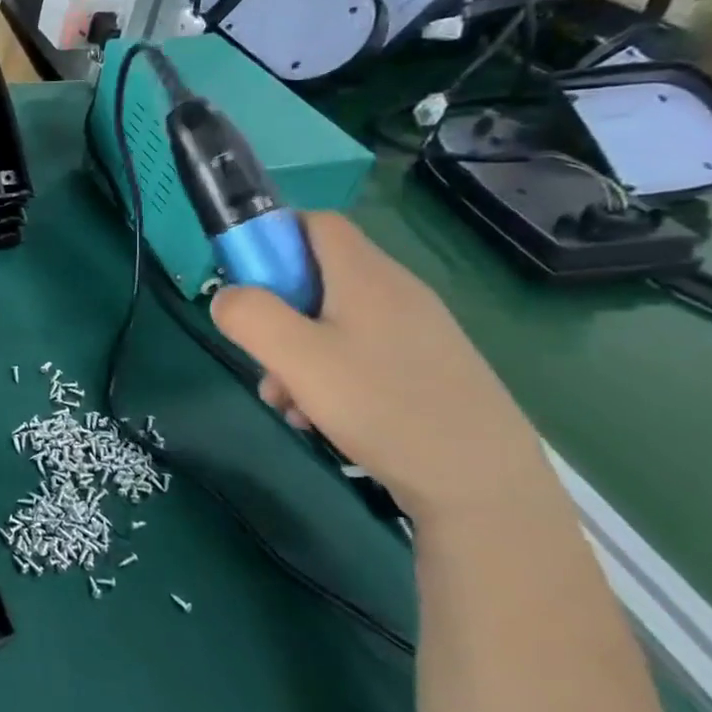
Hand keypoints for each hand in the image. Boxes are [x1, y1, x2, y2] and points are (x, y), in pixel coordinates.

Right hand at [209, 213, 551, 522]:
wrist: (485, 488)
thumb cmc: (383, 407)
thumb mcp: (297, 358)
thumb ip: (249, 315)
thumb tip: (226, 297)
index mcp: (366, 276)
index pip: (315, 222)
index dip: (273, 236)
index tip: (246, 278)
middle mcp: (396, 293)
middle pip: (318, 278)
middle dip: (277, 313)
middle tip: (262, 356)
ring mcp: (418, 333)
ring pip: (335, 323)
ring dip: (298, 354)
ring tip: (288, 403)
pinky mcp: (430, 370)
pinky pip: (362, 355)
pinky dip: (330, 376)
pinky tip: (322, 420)